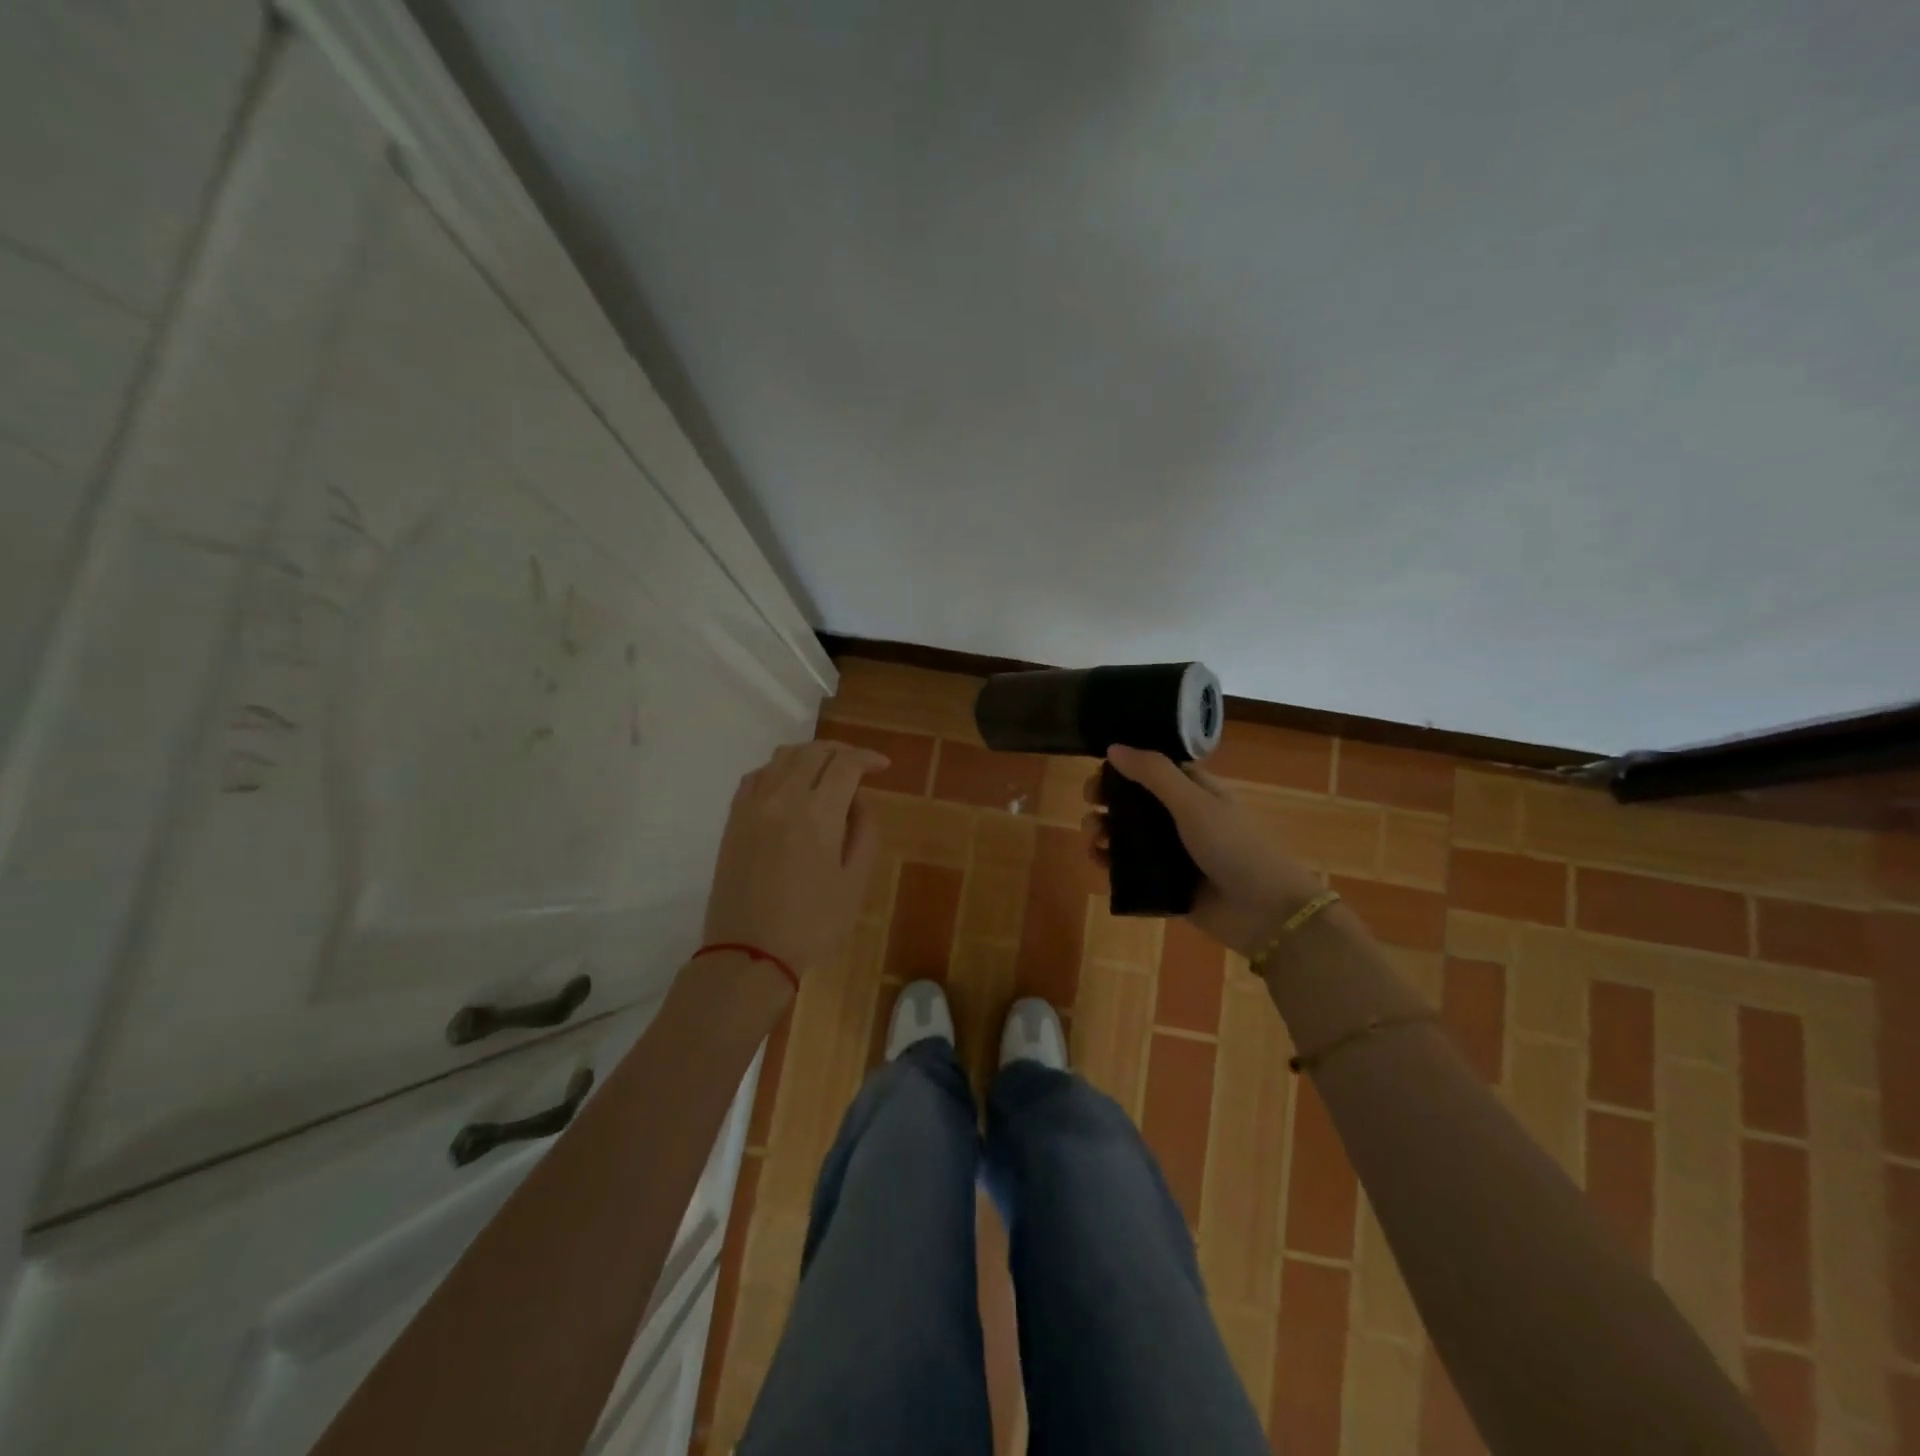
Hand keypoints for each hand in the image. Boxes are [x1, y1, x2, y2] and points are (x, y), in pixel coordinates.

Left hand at [702, 740, 889, 977]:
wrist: (749, 954)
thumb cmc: (812, 924)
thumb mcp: (855, 882)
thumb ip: (864, 833)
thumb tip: (858, 802)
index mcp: (817, 814)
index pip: (846, 764)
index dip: (868, 758)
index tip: (883, 767)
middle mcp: (782, 798)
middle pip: (813, 752)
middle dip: (841, 752)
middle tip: (859, 766)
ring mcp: (752, 806)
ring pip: (782, 757)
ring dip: (810, 755)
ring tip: (826, 771)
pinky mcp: (733, 820)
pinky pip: (756, 776)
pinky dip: (778, 770)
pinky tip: (789, 785)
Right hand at [1084, 744, 1323, 957]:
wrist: (1264, 912)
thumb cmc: (1233, 846)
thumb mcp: (1193, 803)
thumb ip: (1153, 774)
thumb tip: (1113, 747)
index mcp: (1194, 791)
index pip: (1152, 768)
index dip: (1124, 766)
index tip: (1098, 770)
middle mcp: (1181, 818)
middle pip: (1133, 801)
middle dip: (1107, 799)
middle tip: (1090, 803)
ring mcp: (1171, 852)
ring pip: (1126, 834)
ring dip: (1103, 830)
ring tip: (1092, 837)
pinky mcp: (1163, 882)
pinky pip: (1128, 868)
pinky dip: (1109, 862)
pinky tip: (1097, 860)